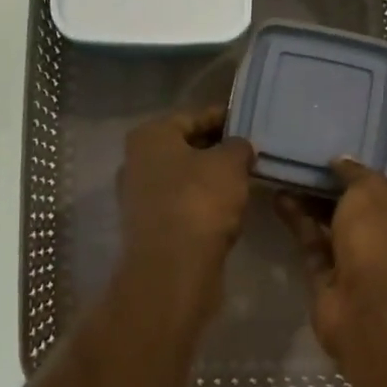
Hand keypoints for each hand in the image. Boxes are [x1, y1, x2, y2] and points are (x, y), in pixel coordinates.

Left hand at [118, 107, 254, 287]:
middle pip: (185, 148)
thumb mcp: (230, 163)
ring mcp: (138, 198)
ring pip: (183, 180)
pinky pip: (182, 207)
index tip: (249, 125)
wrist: (173, 268)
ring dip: (210, 180)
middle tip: (250, 155)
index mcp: (149, 136)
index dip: (223, 119)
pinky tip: (227, 212)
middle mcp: (136, 162)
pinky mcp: (149, 229)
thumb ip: (239, 147)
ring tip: (244, 182)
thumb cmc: (200, 200)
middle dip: (217, 151)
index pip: (192, 117)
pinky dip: (202, 206)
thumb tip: (239, 147)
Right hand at [278, 159, 386, 360]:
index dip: (358, 176)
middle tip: (300, 165)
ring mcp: (358, 265)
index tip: (330, 159)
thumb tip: (340, 161)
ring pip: (330, 229)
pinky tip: (278, 200)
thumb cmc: (381, 239)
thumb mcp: (371, 190)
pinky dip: (297, 224)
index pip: (384, 192)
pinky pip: (312, 246)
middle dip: (329, 190)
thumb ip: (354, 173)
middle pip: (355, 211)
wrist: (370, 307)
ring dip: (308, 205)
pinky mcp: (329, 282)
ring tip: (283, 176)